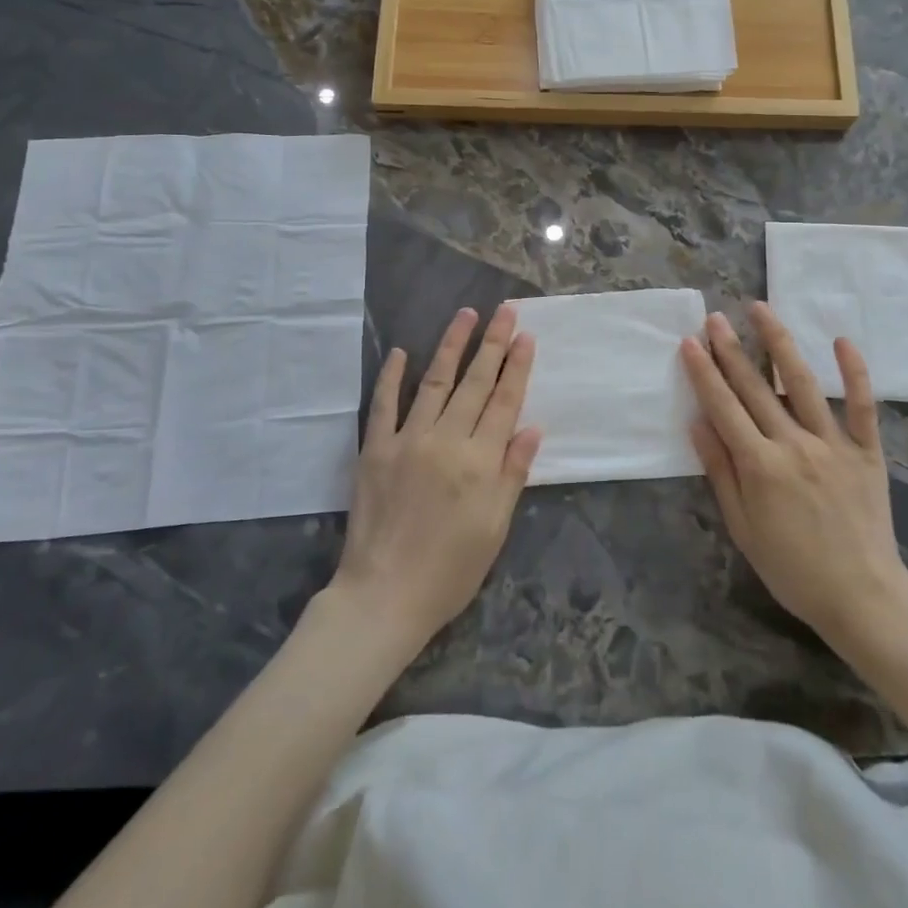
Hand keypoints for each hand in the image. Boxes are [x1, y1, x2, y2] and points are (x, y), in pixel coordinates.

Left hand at [332, 304, 540, 648]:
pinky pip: (384, 405)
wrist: (384, 596)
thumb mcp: (495, 528)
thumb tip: (532, 427)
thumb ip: (513, 473)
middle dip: (493, 344)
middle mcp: (446, 441)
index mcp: (480, 462)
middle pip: (475, 383)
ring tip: (466, 315)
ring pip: (435, 382)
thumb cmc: (450, 570)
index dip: (517, 367)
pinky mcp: (375, 450)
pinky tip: (400, 352)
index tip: (526, 336)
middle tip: (505, 311)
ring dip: (451, 346)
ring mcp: (407, 441)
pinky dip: (392, 377)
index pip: (504, 402)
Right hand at [681, 303, 907, 647]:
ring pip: (804, 383)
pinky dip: (854, 372)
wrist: (862, 596)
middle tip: (715, 317)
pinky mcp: (868, 452)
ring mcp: (834, 444)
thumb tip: (698, 423)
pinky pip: (863, 406)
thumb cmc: (792, 568)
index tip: (690, 342)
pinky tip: (841, 340)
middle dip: (732, 349)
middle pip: (757, 388)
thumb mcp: (743, 528)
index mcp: (760, 466)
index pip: (724, 407)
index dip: (704, 372)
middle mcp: (795, 445)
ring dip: (780, 344)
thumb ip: (720, 471)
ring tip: (761, 310)